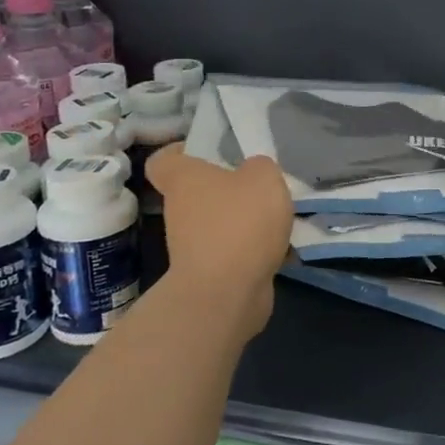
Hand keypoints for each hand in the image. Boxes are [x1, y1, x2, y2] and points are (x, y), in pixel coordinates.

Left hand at [146, 145, 293, 343]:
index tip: (208, 151)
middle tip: (259, 184)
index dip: (181, 151)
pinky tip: (280, 249)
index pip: (164, 159)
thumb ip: (259, 167)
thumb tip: (253, 172)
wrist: (226, 293)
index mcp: (184, 179)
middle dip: (228, 188)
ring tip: (277, 218)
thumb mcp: (263, 177)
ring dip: (244, 221)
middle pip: (198, 192)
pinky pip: (233, 251)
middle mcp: (180, 210)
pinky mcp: (209, 273)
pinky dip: (253, 250)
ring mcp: (192, 245)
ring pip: (218, 222)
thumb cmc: (239, 222)